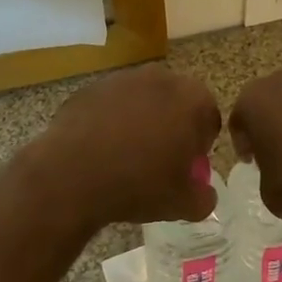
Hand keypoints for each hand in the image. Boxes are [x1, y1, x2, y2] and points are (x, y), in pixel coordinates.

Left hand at [35, 65, 221, 227]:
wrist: (72, 175)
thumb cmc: (138, 184)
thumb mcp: (183, 204)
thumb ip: (204, 197)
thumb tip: (203, 193)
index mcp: (191, 99)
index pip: (209, 117)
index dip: (200, 144)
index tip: (186, 166)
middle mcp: (160, 78)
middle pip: (175, 102)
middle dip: (172, 126)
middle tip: (159, 159)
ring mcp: (122, 79)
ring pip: (142, 100)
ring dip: (141, 120)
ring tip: (126, 155)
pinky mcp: (91, 87)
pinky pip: (111, 105)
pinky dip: (111, 121)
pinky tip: (101, 148)